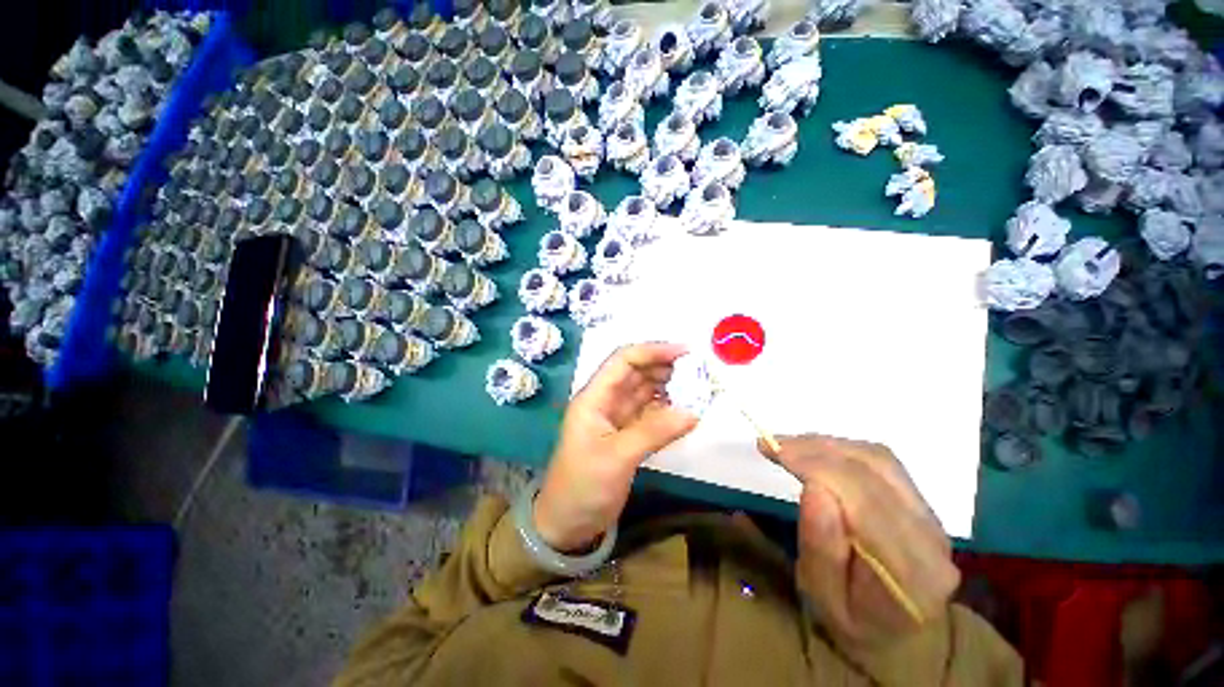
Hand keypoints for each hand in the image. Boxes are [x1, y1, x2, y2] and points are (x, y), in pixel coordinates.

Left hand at [534, 343, 698, 552]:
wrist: (568, 524)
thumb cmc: (583, 486)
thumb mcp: (617, 457)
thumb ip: (653, 432)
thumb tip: (693, 412)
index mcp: (594, 397)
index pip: (623, 361)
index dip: (652, 351)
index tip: (685, 352)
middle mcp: (605, 401)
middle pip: (635, 372)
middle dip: (664, 366)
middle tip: (697, 370)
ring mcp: (616, 417)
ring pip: (644, 391)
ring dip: (667, 386)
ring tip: (696, 386)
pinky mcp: (626, 434)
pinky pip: (649, 412)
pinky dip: (666, 408)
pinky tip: (684, 409)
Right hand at [760, 434, 959, 646]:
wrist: (890, 629)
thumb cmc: (848, 619)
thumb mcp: (821, 596)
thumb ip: (821, 548)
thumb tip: (814, 488)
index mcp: (910, 573)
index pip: (864, 500)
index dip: (816, 466)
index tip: (773, 450)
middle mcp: (931, 539)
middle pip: (874, 471)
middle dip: (816, 449)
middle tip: (772, 443)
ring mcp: (932, 518)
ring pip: (878, 459)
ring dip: (827, 445)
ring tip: (788, 445)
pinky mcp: (922, 504)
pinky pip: (882, 462)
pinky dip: (842, 449)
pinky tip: (815, 451)